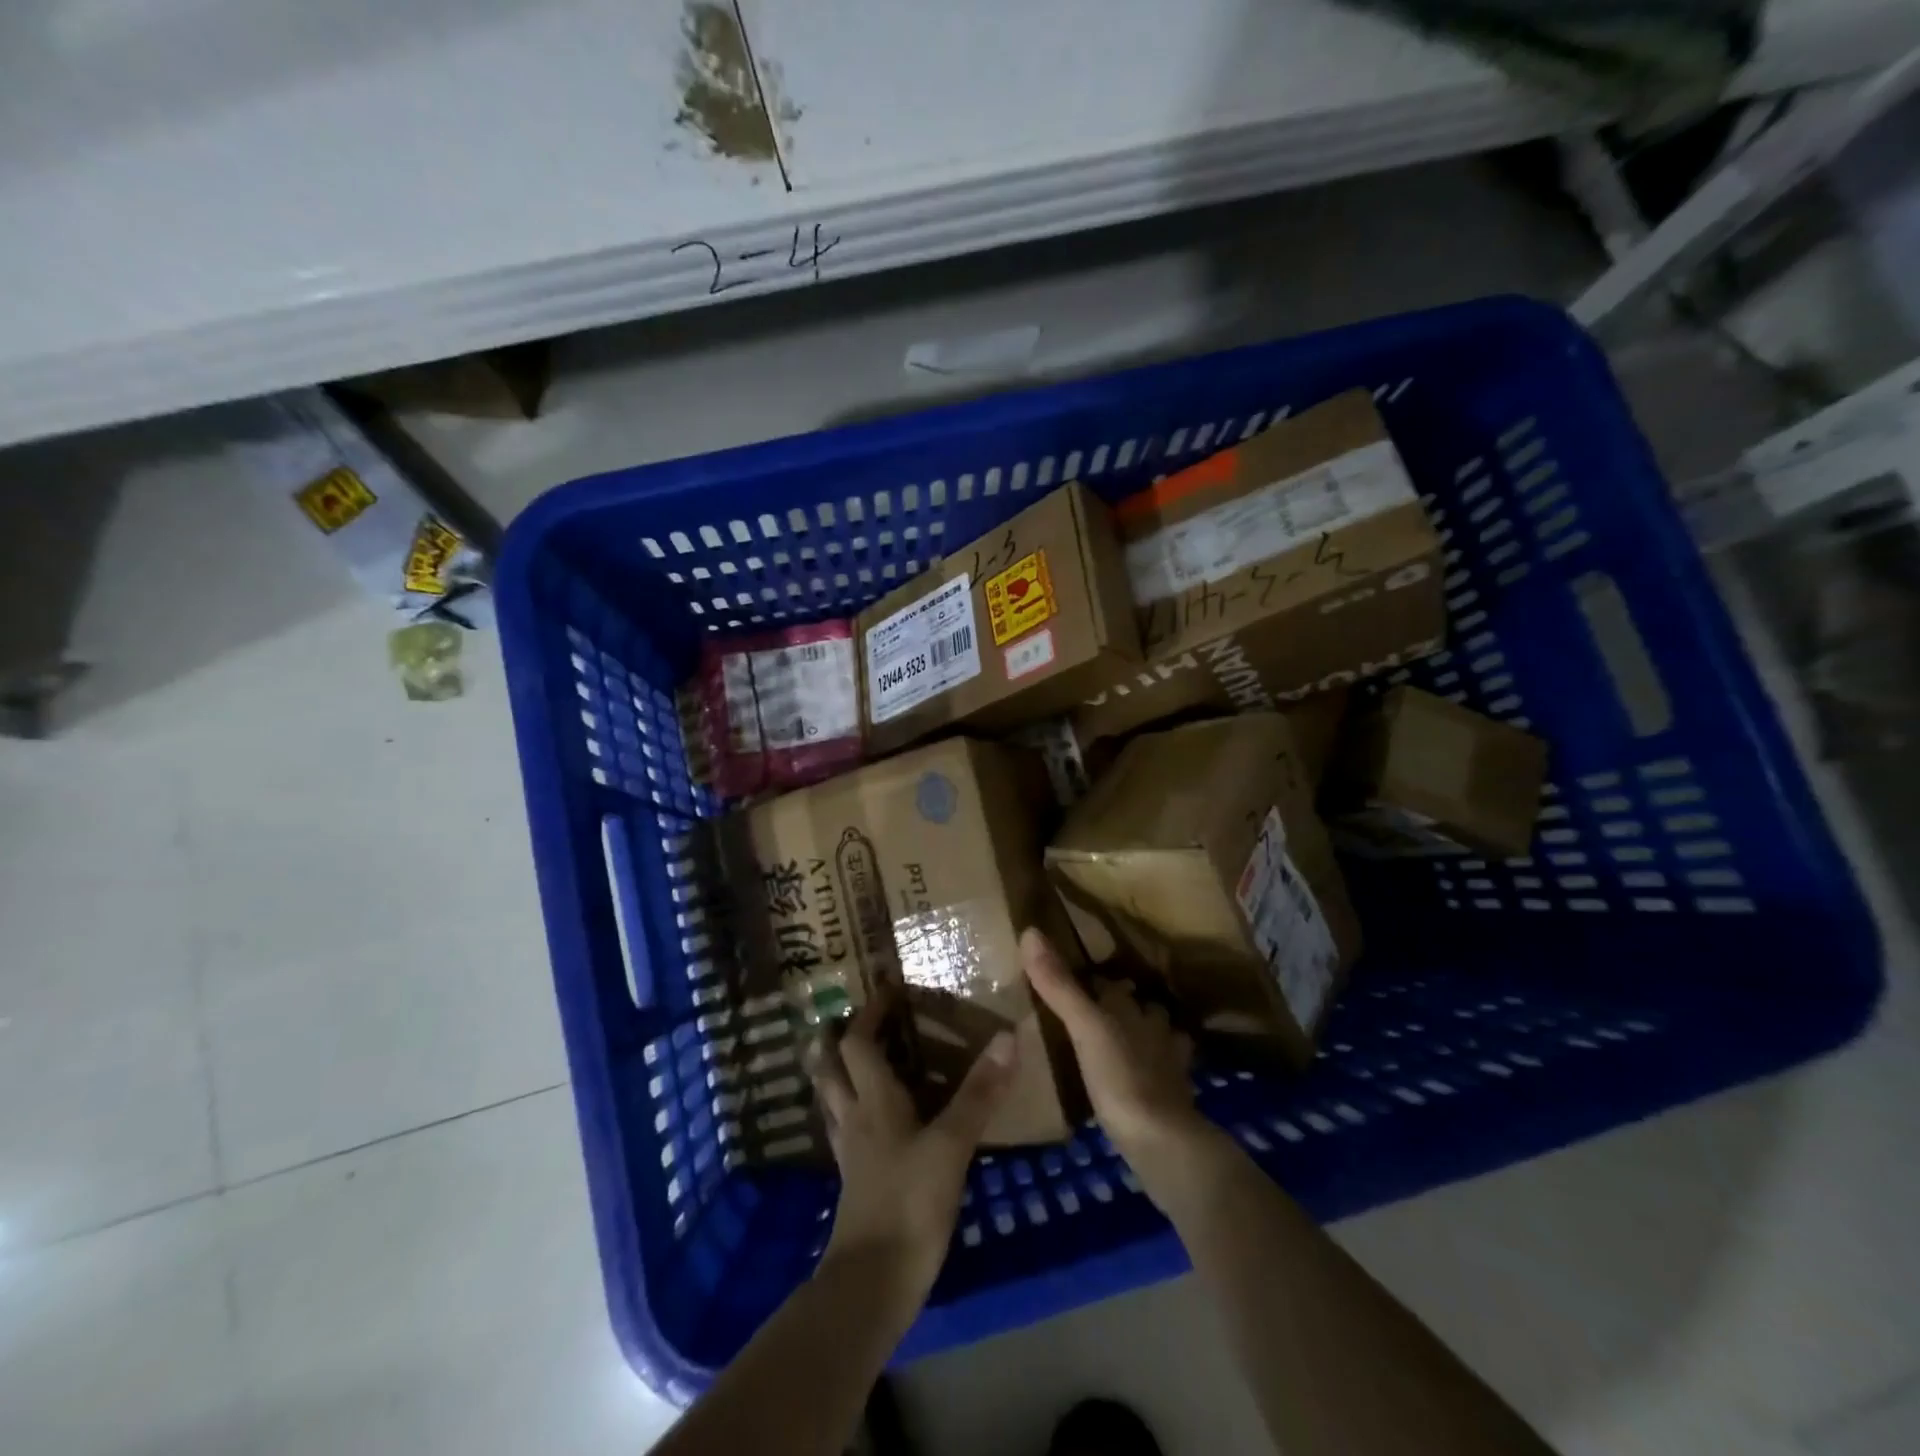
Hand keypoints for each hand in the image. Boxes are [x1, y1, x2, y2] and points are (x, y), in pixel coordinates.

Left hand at [810, 995, 1015, 1299]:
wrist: (873, 1282)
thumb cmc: (910, 1202)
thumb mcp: (952, 1144)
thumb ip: (979, 1092)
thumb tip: (1006, 1037)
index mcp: (873, 1100)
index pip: (859, 1042)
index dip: (869, 1012)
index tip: (885, 987)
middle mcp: (854, 1117)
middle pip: (831, 1067)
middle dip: (835, 1038)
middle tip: (848, 1017)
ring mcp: (850, 1151)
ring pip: (832, 1097)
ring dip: (836, 1071)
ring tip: (848, 1056)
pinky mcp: (854, 1180)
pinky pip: (844, 1129)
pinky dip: (849, 1109)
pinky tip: (866, 1119)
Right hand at [1020, 927, 1213, 1189]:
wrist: (1162, 1141)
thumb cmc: (1119, 1076)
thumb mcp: (1082, 1027)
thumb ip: (1058, 985)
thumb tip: (1030, 931)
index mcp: (1130, 1008)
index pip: (1112, 984)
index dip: (1096, 982)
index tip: (1076, 984)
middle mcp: (1153, 1027)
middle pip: (1140, 1007)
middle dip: (1125, 1007)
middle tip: (1096, 1015)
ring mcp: (1169, 1063)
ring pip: (1159, 1037)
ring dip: (1146, 1036)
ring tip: (1122, 1045)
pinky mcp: (1175, 1097)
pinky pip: (1166, 1074)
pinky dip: (1157, 1072)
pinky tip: (1144, 1081)